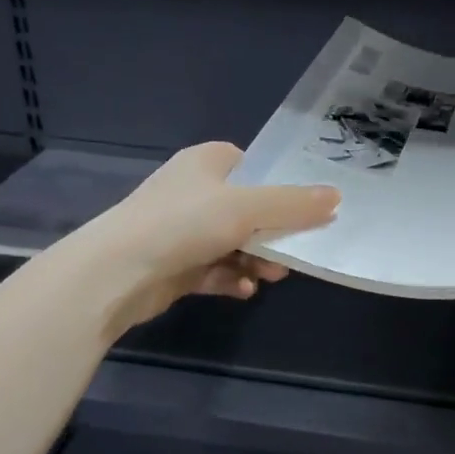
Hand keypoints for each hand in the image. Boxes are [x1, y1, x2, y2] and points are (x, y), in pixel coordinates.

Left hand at [61, 141, 339, 334]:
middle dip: (273, 233)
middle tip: (295, 252)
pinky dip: (231, 278)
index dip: (280, 186)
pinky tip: (244, 290)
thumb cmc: (184, 224)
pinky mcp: (175, 265)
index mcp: (206, 163)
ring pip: (233, 243)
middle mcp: (193, 192)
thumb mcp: (247, 208)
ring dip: (256, 259)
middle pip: (248, 209)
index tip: (308, 209)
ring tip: (271, 275)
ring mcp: (182, 230)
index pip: (252, 166)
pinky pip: (214, 270)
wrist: (117, 272)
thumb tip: (337, 197)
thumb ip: (294, 204)